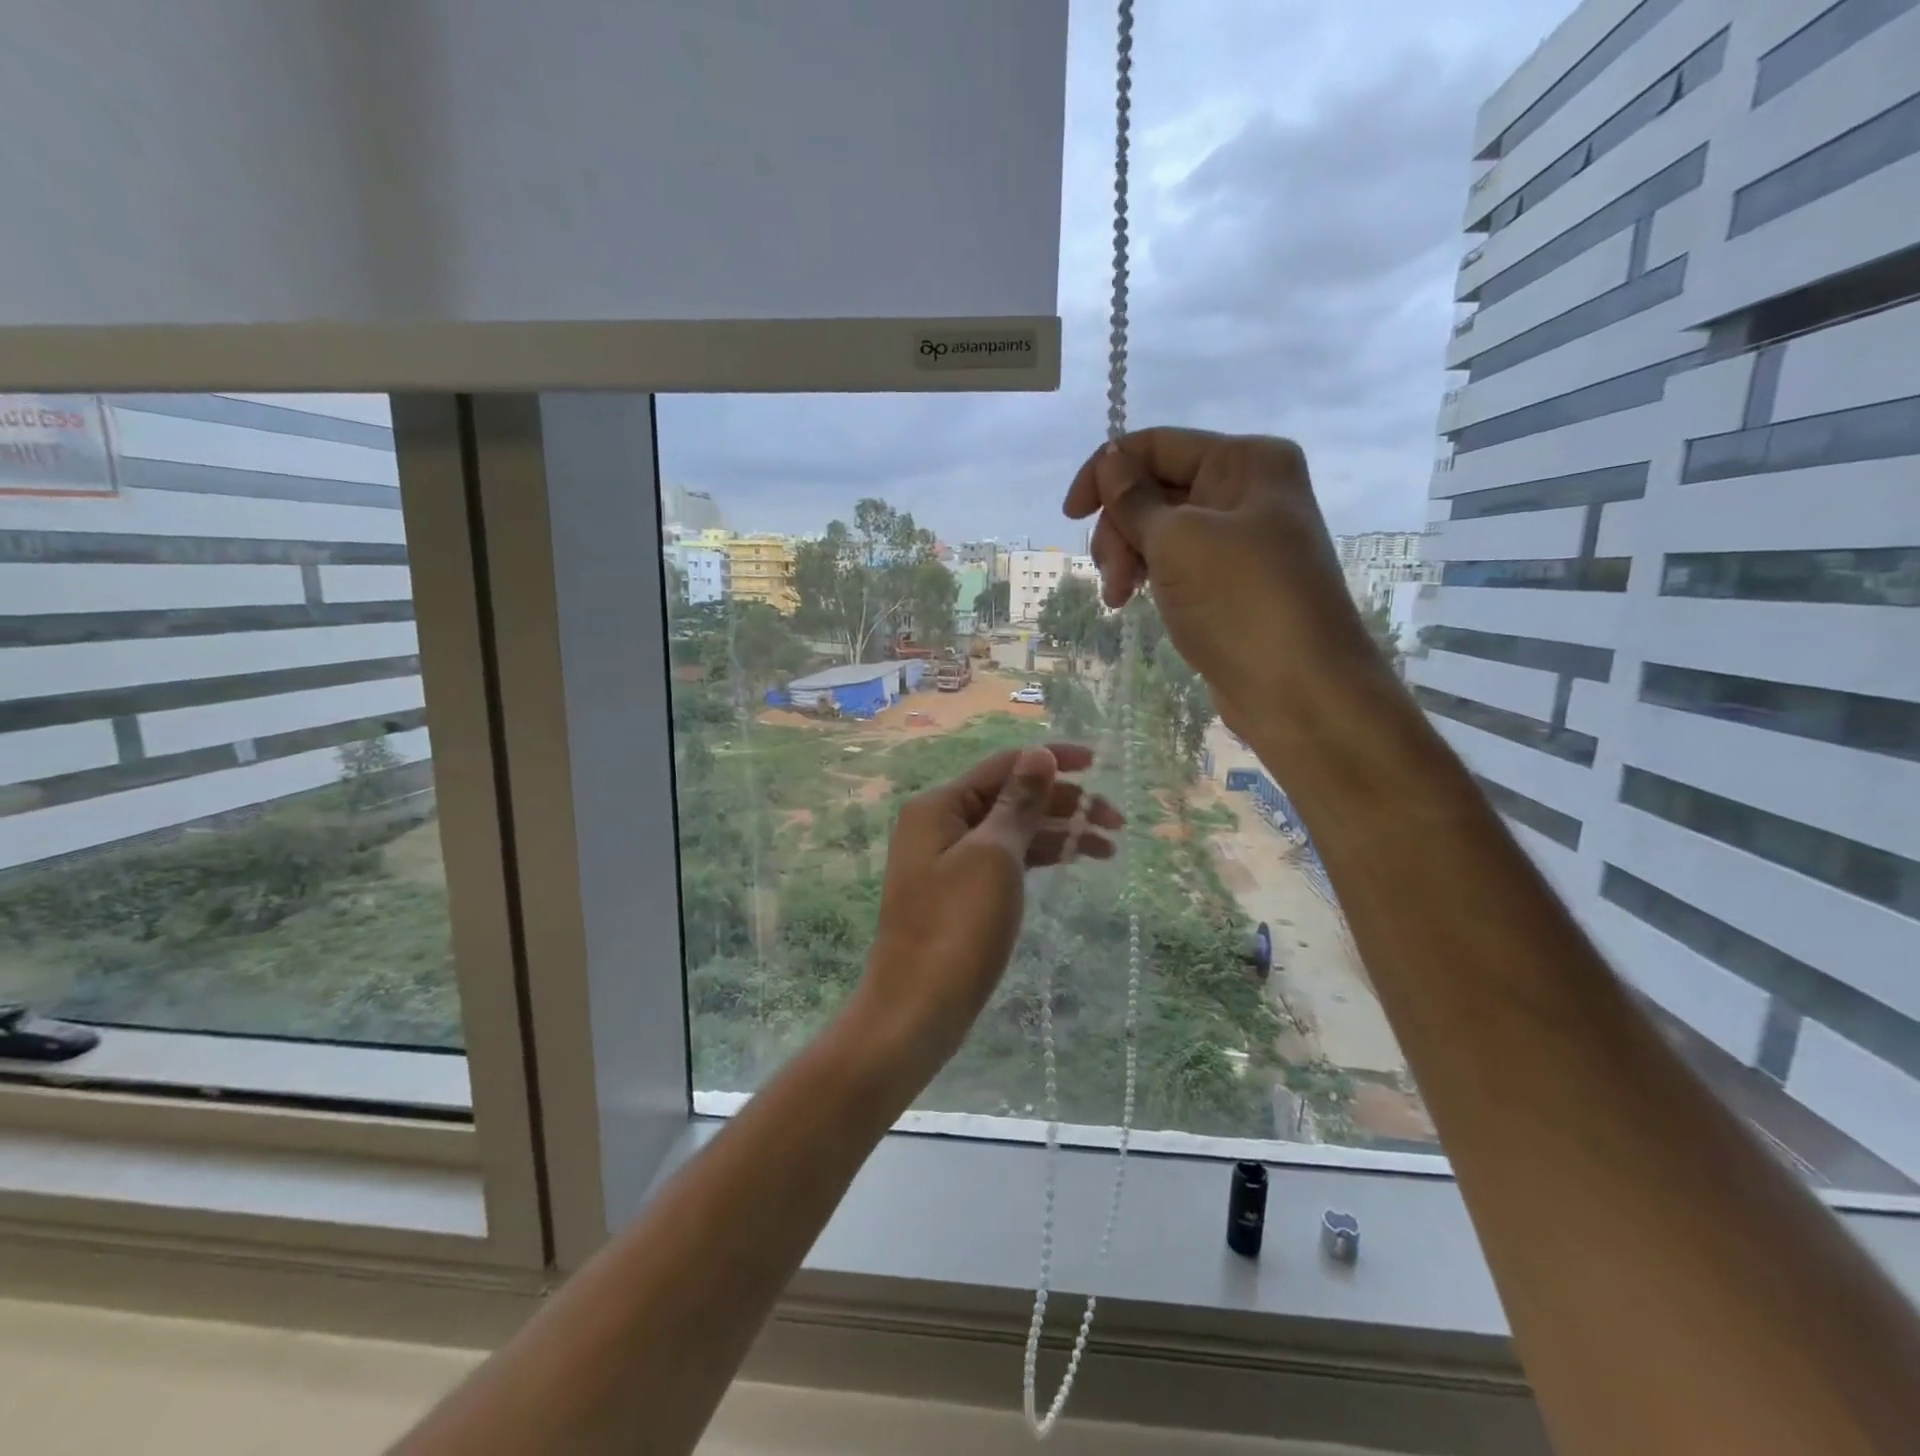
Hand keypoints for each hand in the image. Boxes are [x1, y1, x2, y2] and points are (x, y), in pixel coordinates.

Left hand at [848, 744, 1121, 1089]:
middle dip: (1063, 801)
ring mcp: (950, 860)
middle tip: (1116, 821)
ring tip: (1109, 846)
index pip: (1003, 765)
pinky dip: (1040, 857)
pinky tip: (1074, 860)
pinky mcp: (962, 892)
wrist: (917, 1011)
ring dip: (1059, 831)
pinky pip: (1007, 859)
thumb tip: (1038, 754)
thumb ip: (1018, 802)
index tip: (1100, 763)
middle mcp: (941, 824)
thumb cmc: (955, 928)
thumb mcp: (994, 857)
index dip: (1051, 759)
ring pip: (1014, 830)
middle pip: (1010, 796)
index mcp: (939, 805)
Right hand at [1063, 429, 1390, 737]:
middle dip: (1121, 527)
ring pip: (1160, 529)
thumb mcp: (1178, 540)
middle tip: (1112, 574)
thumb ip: (1134, 498)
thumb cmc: (1241, 600)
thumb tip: (1109, 460)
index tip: (1070, 516)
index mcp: (1246, 460)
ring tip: (1118, 598)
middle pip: (1156, 488)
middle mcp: (1246, 490)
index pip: (1157, 445)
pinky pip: (1175, 562)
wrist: (1298, 689)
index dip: (1106, 472)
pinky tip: (1132, 601)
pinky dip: (1149, 576)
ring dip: (1129, 557)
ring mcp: (1240, 538)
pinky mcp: (1230, 581)